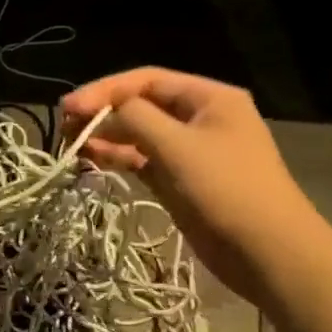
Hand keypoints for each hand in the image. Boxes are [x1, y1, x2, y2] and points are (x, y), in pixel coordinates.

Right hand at [63, 68, 331, 304]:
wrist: (266, 252)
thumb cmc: (226, 190)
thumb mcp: (177, 146)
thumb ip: (136, 119)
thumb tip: (104, 111)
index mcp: (209, 98)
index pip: (147, 80)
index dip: (104, 90)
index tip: (68, 107)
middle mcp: (199, 118)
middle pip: (141, 105)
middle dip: (103, 113)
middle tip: (65, 127)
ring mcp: (189, 151)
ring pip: (139, 135)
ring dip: (106, 137)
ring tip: (70, 144)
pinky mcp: (180, 181)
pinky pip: (143, 160)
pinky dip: (118, 158)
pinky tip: (91, 160)